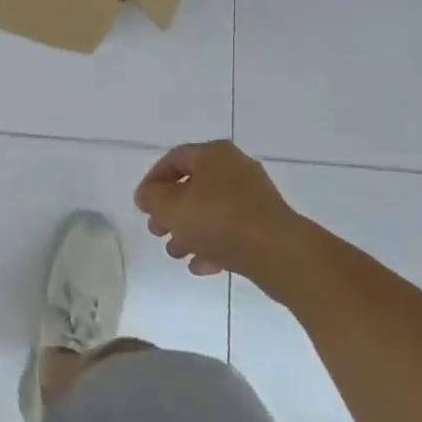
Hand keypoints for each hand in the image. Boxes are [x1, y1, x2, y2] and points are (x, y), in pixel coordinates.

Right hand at [134, 140, 296, 278]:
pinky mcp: (267, 224)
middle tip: (157, 230)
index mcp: (213, 154)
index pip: (174, 159)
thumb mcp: (170, 206)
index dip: (153, 181)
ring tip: (176, 252)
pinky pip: (232, 230)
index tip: (142, 206)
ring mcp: (255, 198)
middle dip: (171, 210)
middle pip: (193, 186)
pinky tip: (200, 266)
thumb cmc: (218, 220)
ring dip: (190, 231)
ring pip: (212, 210)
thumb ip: (151, 198)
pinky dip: (213, 244)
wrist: (279, 253)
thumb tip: (148, 196)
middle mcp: (236, 169)